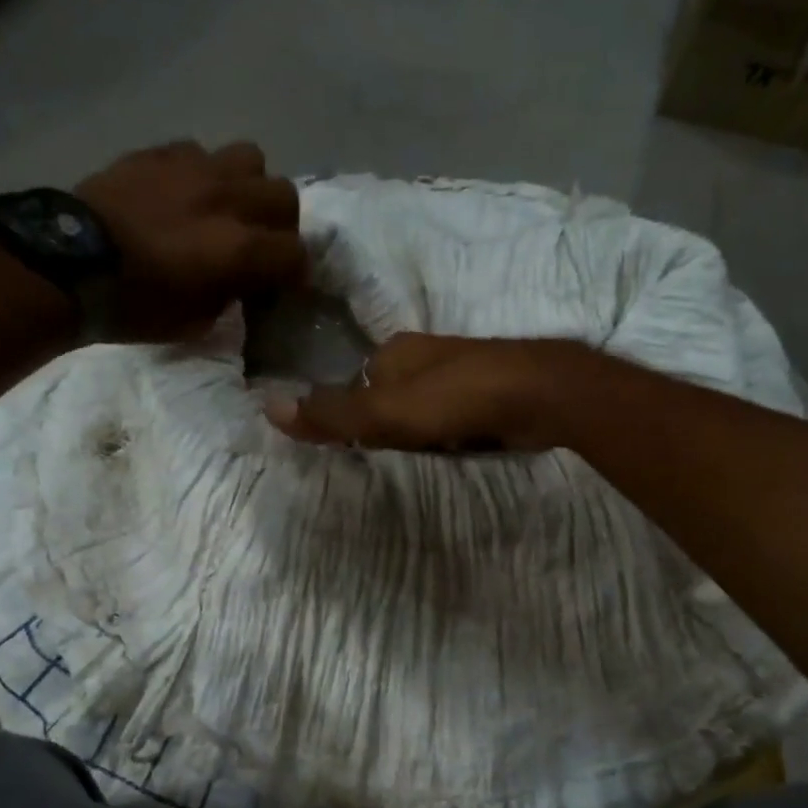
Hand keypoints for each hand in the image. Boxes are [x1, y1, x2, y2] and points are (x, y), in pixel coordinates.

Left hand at [74, 140, 305, 339]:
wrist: (67, 265)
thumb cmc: (134, 306)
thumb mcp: (194, 322)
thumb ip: (229, 296)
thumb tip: (238, 281)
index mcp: (239, 249)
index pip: (296, 254)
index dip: (294, 273)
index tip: (282, 285)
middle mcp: (228, 200)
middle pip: (284, 196)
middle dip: (280, 224)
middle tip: (260, 243)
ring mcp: (195, 168)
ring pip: (250, 158)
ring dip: (247, 185)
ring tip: (226, 206)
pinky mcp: (161, 152)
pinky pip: (201, 151)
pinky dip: (203, 173)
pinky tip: (184, 193)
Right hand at [264, 333, 594, 452]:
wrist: (540, 394)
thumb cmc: (454, 399)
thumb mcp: (383, 413)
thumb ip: (331, 415)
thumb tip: (267, 407)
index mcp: (394, 350)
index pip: (354, 382)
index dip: (348, 415)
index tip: (354, 446)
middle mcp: (424, 354)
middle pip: (387, 394)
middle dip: (385, 424)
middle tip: (388, 455)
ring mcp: (459, 370)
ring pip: (420, 405)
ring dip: (416, 430)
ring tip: (418, 456)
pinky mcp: (488, 390)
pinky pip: (451, 415)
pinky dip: (446, 432)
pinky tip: (452, 447)